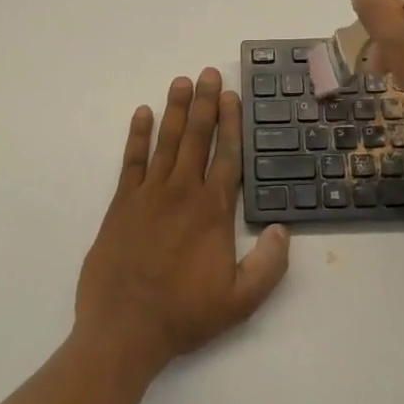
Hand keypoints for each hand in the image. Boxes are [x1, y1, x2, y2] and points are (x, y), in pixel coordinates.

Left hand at [76, 69, 289, 374]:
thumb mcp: (242, 301)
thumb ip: (269, 264)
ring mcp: (148, 195)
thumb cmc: (185, 314)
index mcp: (213, 210)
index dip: (232, 123)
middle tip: (208, 73)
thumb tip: (283, 229)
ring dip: (174, 110)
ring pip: (166, 142)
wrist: (124, 330)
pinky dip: (137, 136)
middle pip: (196, 138)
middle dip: (204, 103)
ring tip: (181, 81)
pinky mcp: (121, 204)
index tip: (232, 96)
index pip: (227, 155)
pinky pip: (131, 161)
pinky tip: (142, 113)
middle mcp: (182, 192)